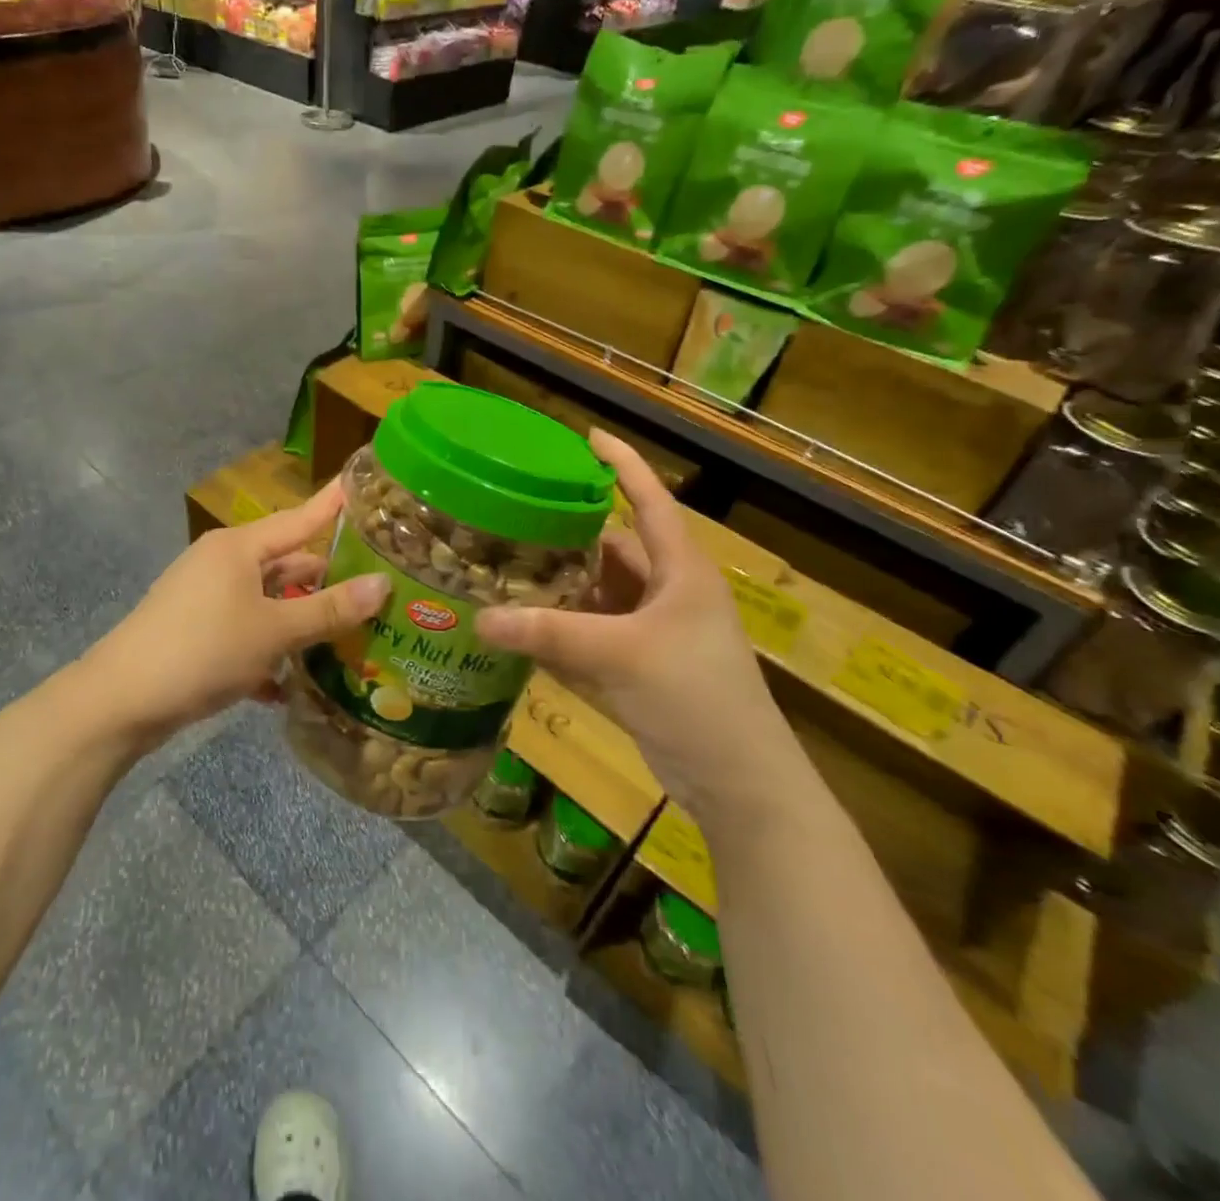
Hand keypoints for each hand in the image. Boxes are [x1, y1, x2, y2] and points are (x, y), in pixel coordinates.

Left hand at [82, 484, 388, 744]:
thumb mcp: (274, 631)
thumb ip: (329, 610)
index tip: (363, 486)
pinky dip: (266, 654)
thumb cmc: (203, 650)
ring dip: (299, 624)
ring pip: (267, 603)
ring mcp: (205, 598)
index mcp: (239, 547)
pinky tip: (288, 688)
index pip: (300, 518)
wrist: (120, 701)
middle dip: (326, 582)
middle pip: (286, 565)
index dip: (333, 504)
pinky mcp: (195, 632)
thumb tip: (383, 584)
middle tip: (377, 588)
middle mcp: (222, 564)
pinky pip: (244, 633)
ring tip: (347, 641)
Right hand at [475, 430, 802, 822]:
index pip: (650, 500)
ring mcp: (654, 633)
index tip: (586, 436)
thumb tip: (479, 619)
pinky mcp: (639, 667)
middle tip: (514, 516)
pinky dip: (562, 629)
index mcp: (681, 571)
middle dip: (568, 534)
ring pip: (599, 594)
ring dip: (560, 585)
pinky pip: (593, 634)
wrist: (739, 783)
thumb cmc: (695, 697)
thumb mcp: (621, 655)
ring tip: (506, 567)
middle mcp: (668, 593)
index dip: (622, 465)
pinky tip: (522, 626)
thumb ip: (550, 634)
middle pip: (613, 549)